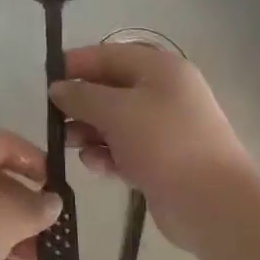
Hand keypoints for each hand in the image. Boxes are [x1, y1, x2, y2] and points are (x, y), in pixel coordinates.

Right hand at [50, 43, 254, 253]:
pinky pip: (125, 149)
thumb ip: (82, 96)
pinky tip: (96, 166)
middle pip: (111, 89)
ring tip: (70, 145)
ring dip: (90, 131)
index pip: (109, 55)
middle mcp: (165, 93)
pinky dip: (107, 154)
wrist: (213, 204)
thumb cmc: (164, 143)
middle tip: (54, 119)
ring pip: (115, 121)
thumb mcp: (116, 111)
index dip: (77, 64)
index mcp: (160, 69)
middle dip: (81, 103)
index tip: (47, 79)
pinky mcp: (162, 160)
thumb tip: (58, 88)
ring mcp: (165, 128)